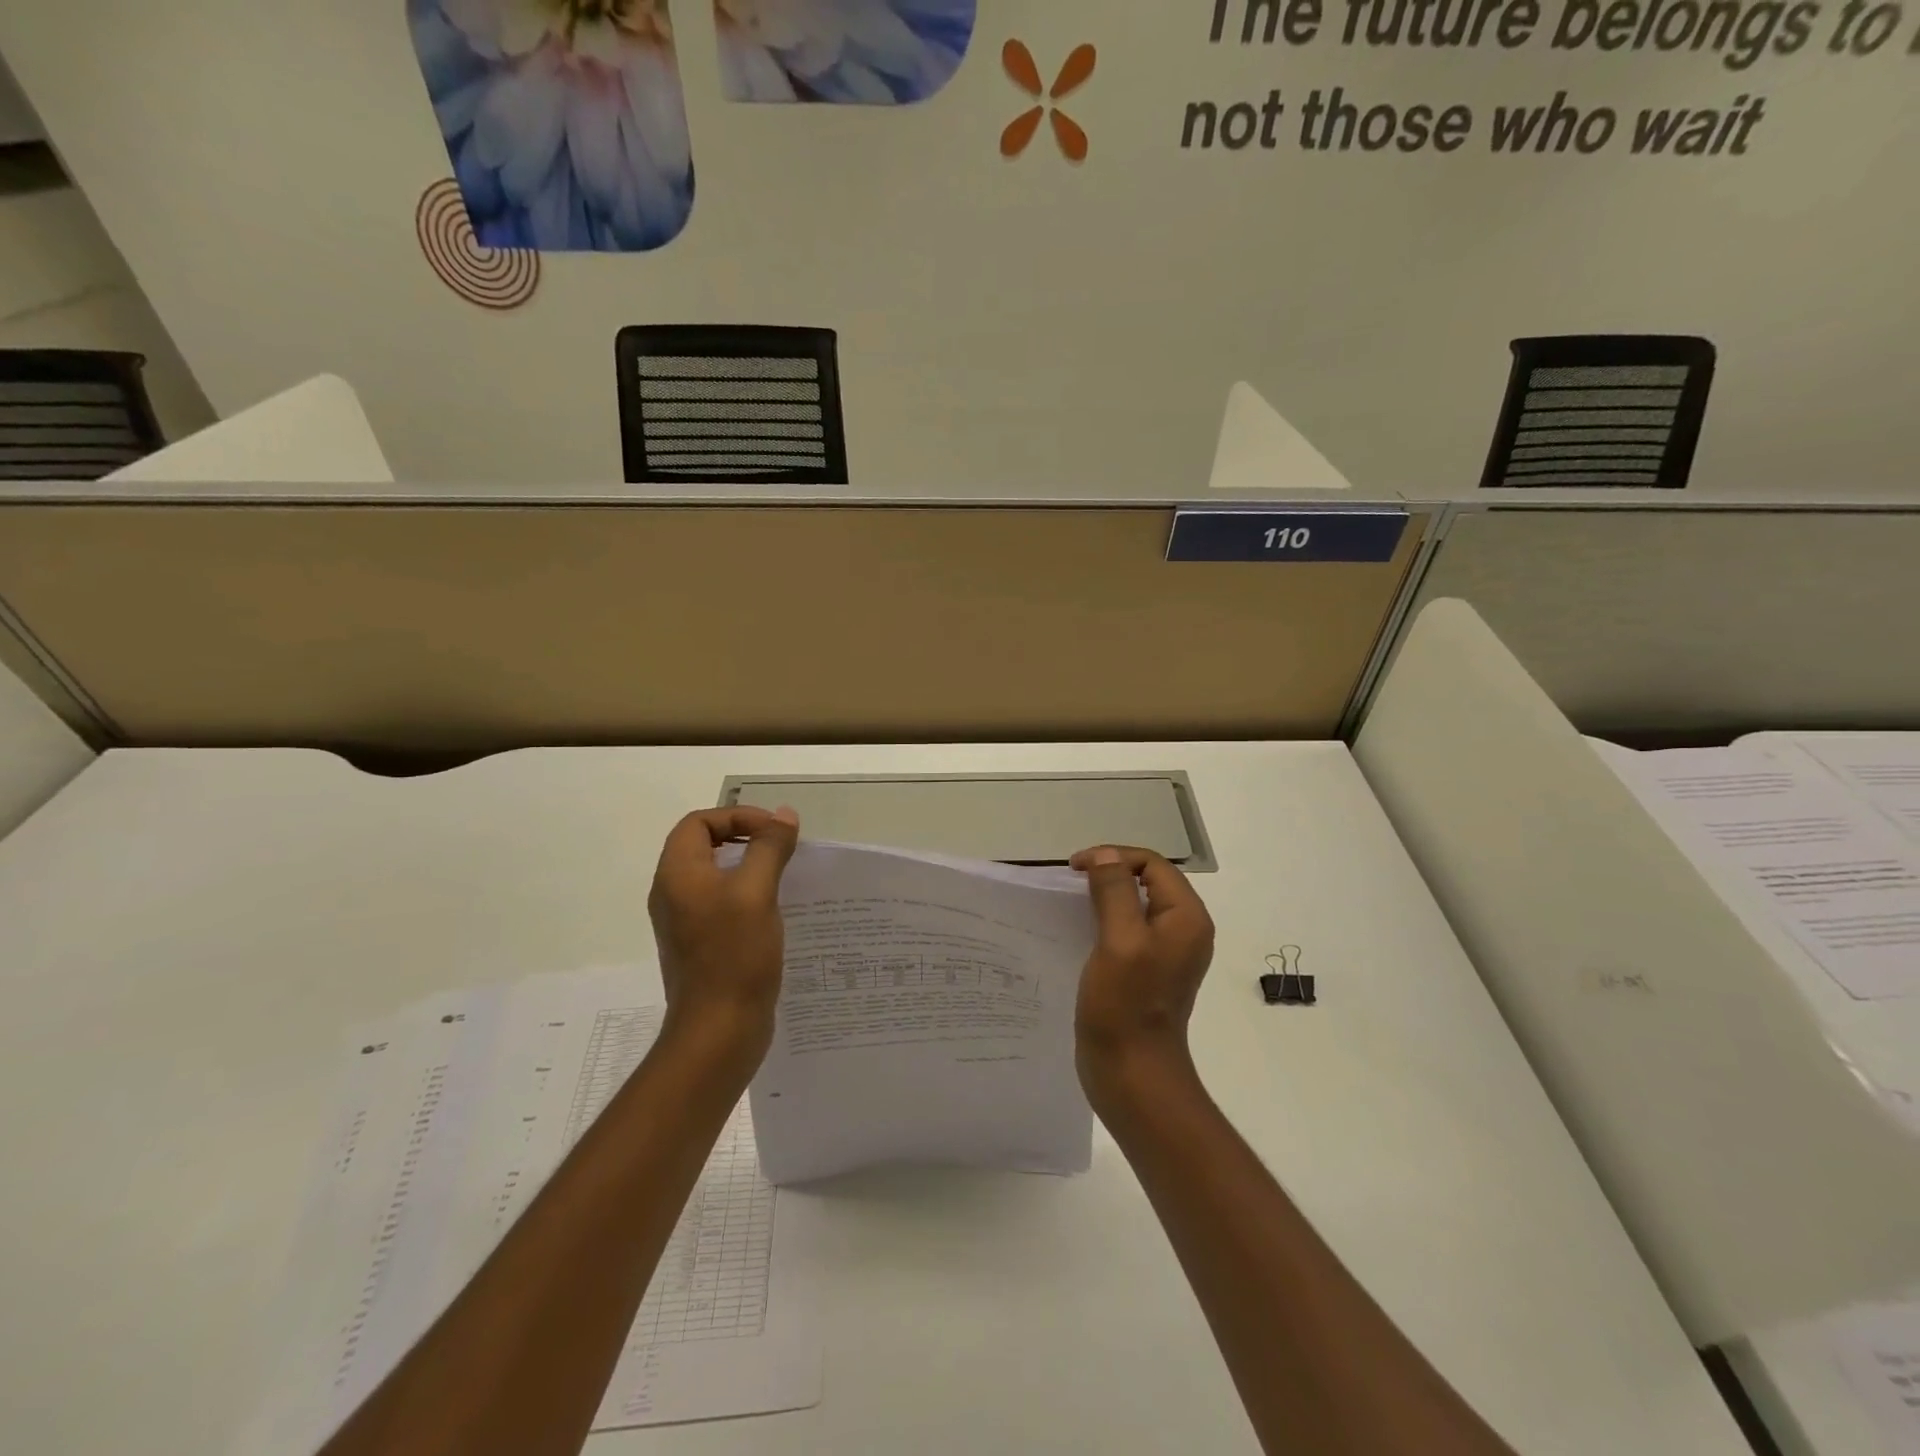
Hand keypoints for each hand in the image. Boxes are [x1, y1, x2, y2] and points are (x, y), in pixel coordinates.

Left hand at [648, 807, 799, 1057]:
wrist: (718, 1032)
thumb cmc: (734, 955)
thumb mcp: (756, 892)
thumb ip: (769, 847)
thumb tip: (783, 816)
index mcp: (677, 874)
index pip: (698, 822)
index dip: (737, 817)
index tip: (774, 832)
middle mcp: (674, 894)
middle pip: (705, 846)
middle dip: (746, 838)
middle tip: (783, 850)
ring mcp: (686, 922)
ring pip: (716, 876)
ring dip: (750, 868)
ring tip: (786, 877)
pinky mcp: (701, 945)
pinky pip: (722, 904)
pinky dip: (748, 896)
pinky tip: (777, 911)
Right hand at [1068, 846, 1215, 1102]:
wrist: (1132, 1075)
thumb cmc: (1125, 1006)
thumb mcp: (1119, 941)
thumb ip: (1115, 891)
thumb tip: (1105, 856)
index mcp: (1186, 917)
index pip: (1152, 864)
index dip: (1113, 857)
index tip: (1075, 868)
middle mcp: (1183, 929)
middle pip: (1147, 880)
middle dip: (1109, 872)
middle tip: (1071, 882)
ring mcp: (1166, 952)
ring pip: (1135, 904)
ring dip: (1105, 896)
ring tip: (1071, 902)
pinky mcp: (1148, 970)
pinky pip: (1128, 929)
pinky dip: (1104, 920)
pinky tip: (1080, 930)